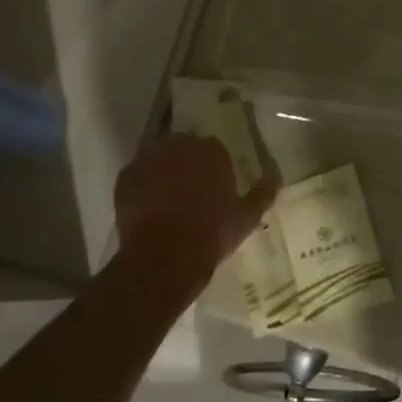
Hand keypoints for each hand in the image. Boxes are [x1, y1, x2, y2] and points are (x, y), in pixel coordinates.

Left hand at [114, 134, 278, 287]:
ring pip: (158, 159)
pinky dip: (142, 187)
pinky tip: (148, 208)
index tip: (214, 186)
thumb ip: (262, 194)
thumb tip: (276, 176)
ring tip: (168, 199)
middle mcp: (179, 146)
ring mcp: (149, 159)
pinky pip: (136, 176)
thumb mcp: (246, 217)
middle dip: (187, 163)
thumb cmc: (212, 233)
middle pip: (183, 147)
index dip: (213, 167)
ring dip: (163, 172)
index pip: (214, 148)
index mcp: (211, 151)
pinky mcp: (126, 177)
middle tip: (191, 191)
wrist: (165, 256)